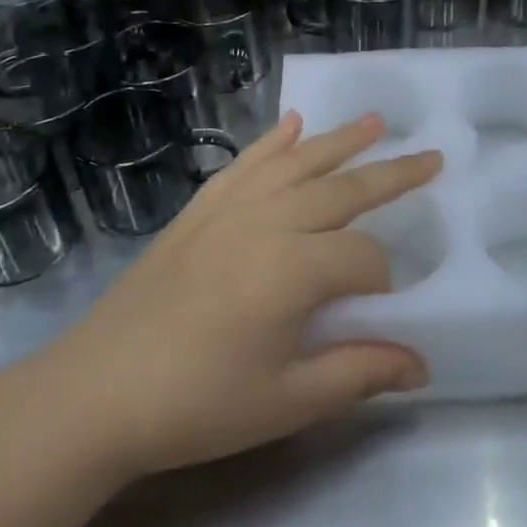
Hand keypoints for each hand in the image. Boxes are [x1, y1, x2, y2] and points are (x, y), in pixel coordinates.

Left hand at [38, 112, 440, 479]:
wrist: (94, 393)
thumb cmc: (197, 405)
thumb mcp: (286, 402)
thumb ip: (358, 373)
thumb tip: (422, 364)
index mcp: (293, 269)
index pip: (363, 259)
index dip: (383, 282)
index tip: (382, 310)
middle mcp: (266, 222)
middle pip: (341, 190)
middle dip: (391, 174)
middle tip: (432, 156)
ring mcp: (227, 211)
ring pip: (296, 164)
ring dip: (339, 141)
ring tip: (376, 121)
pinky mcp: (197, 212)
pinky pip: (243, 165)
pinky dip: (271, 142)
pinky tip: (291, 124)